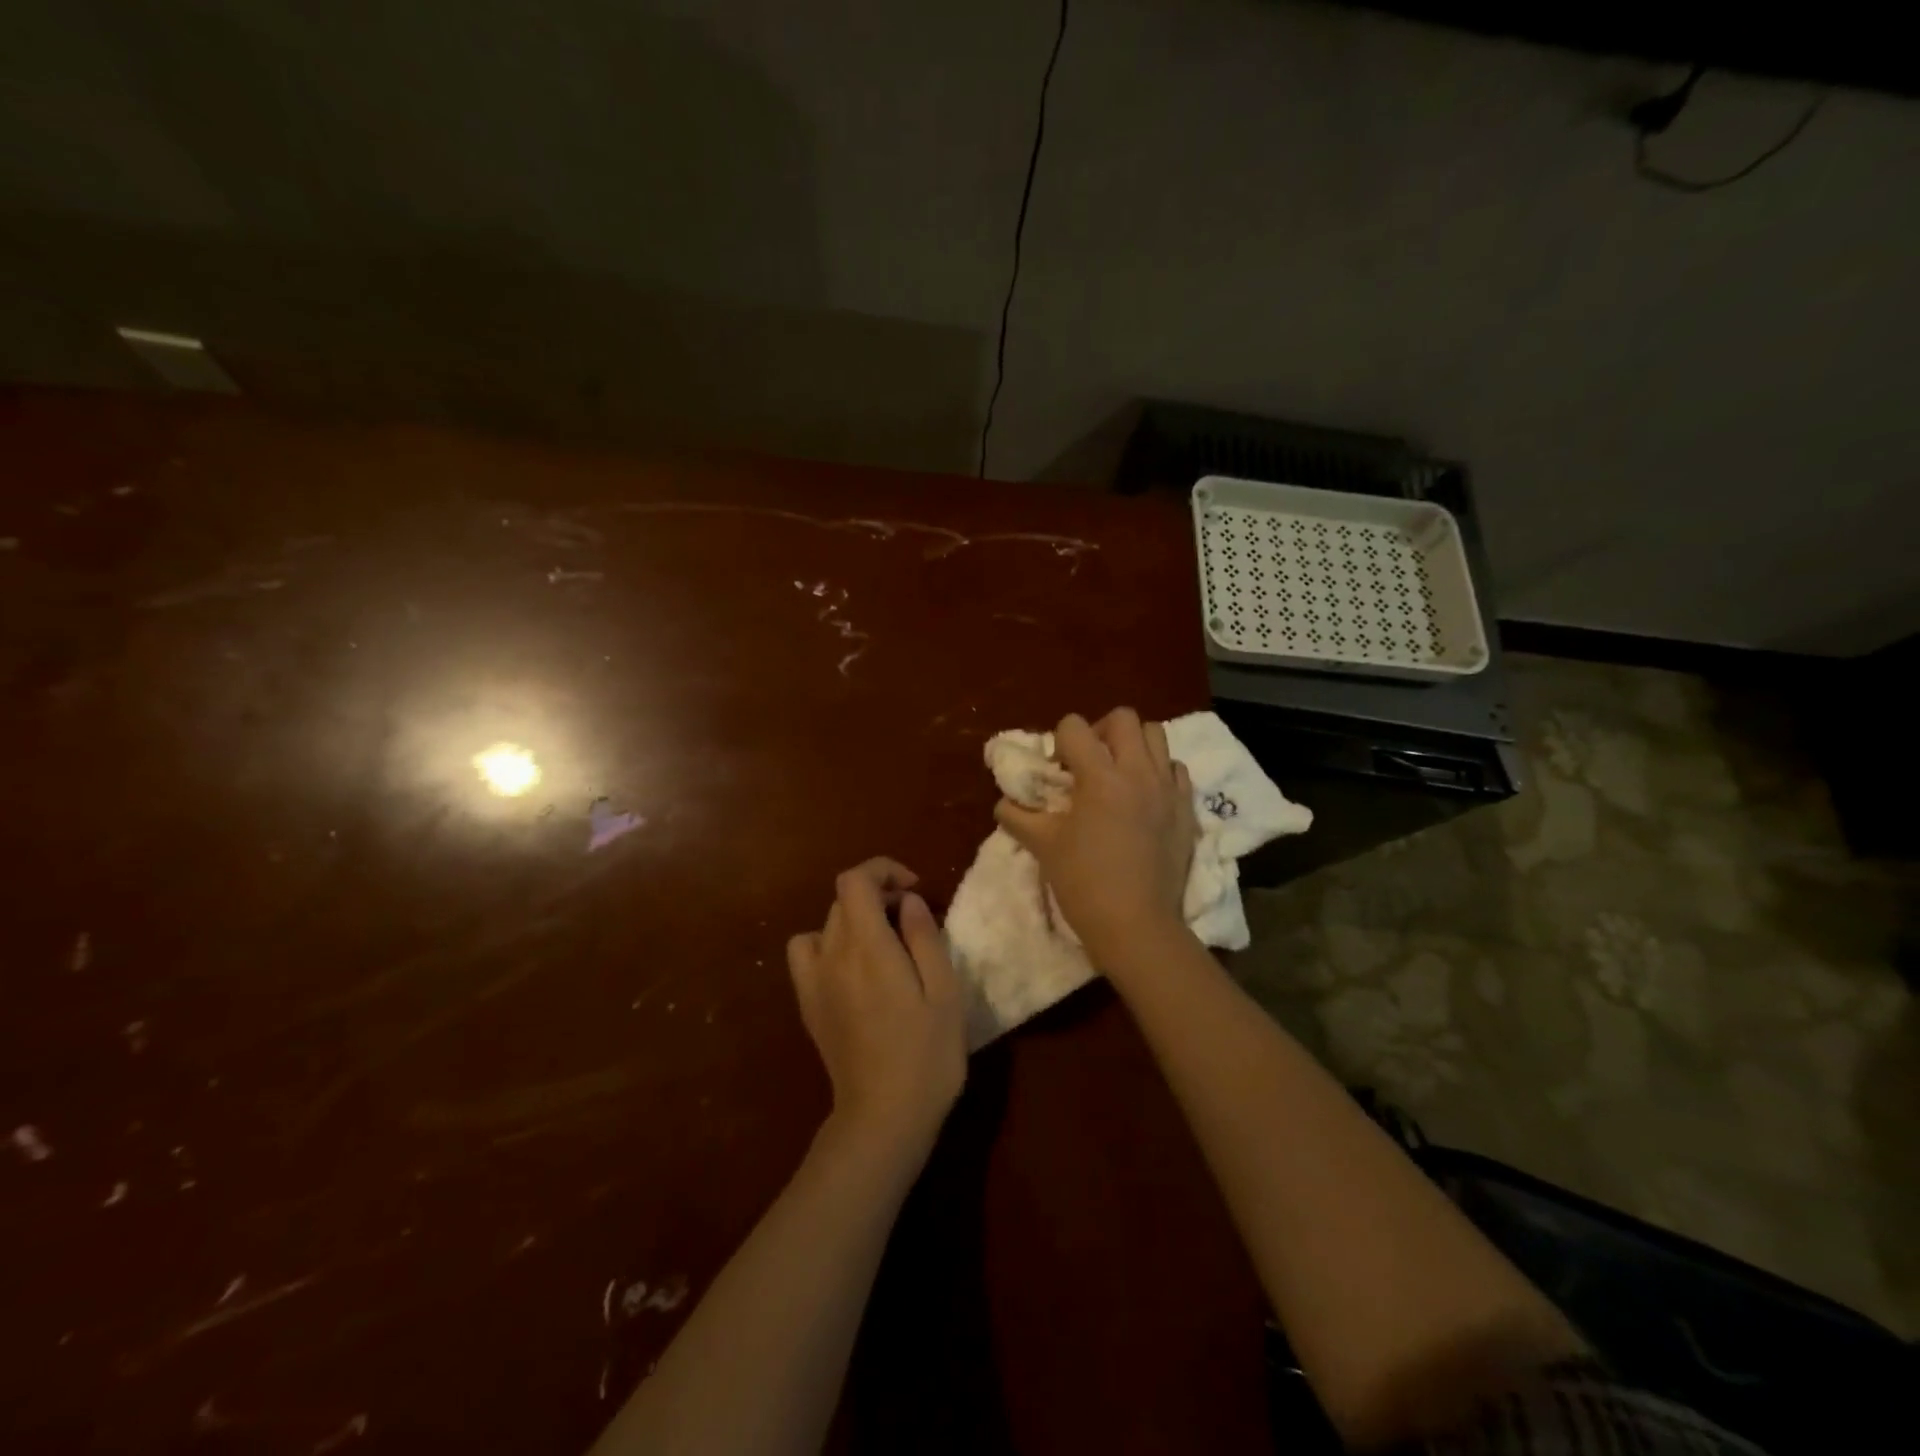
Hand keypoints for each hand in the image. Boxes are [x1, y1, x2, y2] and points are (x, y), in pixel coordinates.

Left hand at [786, 859, 966, 1156]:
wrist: (883, 1117)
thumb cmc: (927, 1054)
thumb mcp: (945, 992)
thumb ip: (924, 937)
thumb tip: (908, 901)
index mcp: (868, 947)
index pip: (855, 880)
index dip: (883, 870)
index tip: (914, 889)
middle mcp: (833, 955)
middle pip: (843, 899)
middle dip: (878, 895)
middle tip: (912, 921)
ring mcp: (814, 980)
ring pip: (826, 923)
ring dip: (855, 919)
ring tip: (883, 943)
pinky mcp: (808, 1004)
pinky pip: (806, 952)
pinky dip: (827, 944)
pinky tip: (852, 968)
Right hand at [994, 709, 1197, 973]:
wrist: (1136, 925)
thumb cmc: (1084, 883)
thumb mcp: (1043, 846)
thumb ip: (1018, 817)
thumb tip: (1004, 803)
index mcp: (1100, 776)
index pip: (1075, 726)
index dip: (1059, 741)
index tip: (1057, 771)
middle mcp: (1138, 772)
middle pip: (1123, 718)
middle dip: (1100, 731)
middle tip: (1088, 763)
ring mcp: (1167, 789)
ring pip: (1156, 735)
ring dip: (1133, 745)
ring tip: (1118, 774)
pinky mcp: (1187, 810)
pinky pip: (1176, 770)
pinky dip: (1159, 772)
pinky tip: (1144, 797)